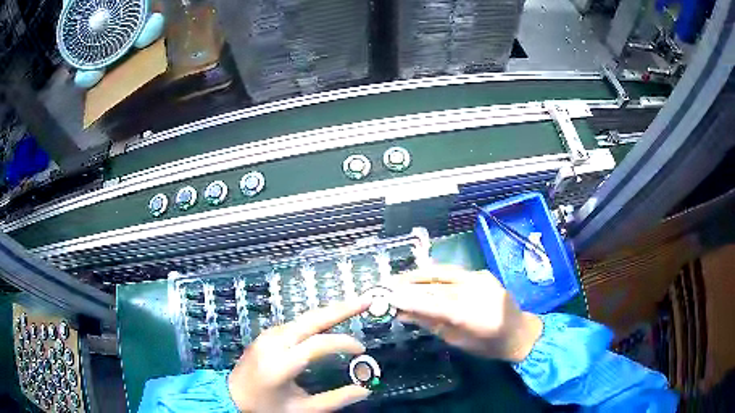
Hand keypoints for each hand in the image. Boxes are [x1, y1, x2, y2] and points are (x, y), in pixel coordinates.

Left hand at [228, 300, 370, 412]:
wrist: (232, 396)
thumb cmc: (266, 407)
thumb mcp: (302, 410)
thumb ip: (335, 400)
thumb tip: (365, 390)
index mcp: (280, 363)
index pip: (317, 345)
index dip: (343, 343)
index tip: (362, 350)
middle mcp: (273, 342)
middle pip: (311, 320)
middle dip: (340, 308)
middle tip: (367, 300)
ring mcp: (269, 335)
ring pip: (304, 318)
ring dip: (330, 311)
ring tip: (355, 306)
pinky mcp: (268, 335)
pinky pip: (297, 323)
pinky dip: (317, 320)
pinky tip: (331, 320)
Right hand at [390, 265, 542, 361]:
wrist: (519, 332)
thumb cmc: (488, 345)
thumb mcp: (457, 340)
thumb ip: (431, 324)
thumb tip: (403, 314)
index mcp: (471, 314)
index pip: (432, 302)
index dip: (408, 299)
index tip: (387, 297)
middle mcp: (476, 290)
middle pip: (435, 284)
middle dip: (408, 284)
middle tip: (386, 286)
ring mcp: (480, 278)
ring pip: (442, 272)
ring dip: (418, 275)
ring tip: (398, 279)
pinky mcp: (482, 273)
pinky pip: (453, 271)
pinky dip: (433, 274)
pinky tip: (420, 278)